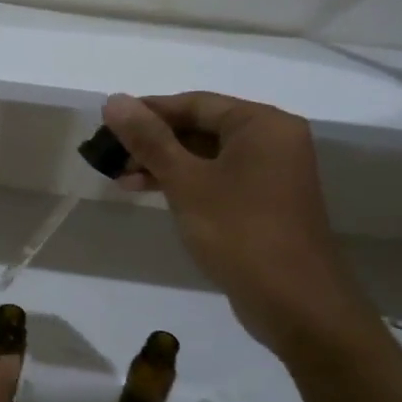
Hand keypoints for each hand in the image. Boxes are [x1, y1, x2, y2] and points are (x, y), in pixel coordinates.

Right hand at [101, 92, 377, 355]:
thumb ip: (149, 140)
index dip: (147, 111)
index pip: (194, 103)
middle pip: (200, 127)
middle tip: (110, 156)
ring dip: (163, 164)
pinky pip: (217, 178)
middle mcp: (271, 140)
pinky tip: (151, 193)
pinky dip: (184, 182)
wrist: (294, 302)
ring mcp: (270, 173)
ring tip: (121, 179)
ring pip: (205, 155)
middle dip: (153, 141)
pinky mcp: (263, 202)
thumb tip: (113, 100)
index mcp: (261, 124)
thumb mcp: (186, 182)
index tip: (107, 124)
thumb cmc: (239, 231)